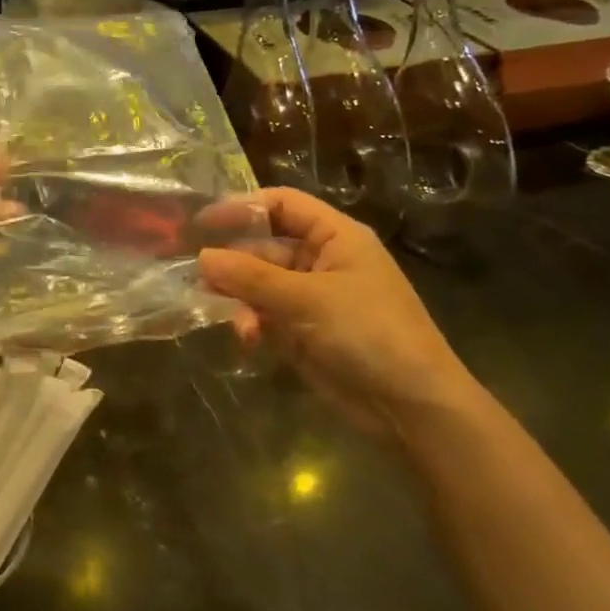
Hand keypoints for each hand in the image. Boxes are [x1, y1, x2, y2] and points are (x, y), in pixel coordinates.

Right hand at [198, 188, 482, 438]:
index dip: (243, 208)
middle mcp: (320, 261)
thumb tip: (202, 257)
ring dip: (240, 299)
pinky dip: (251, 323)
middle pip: (263, 247)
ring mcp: (309, 298)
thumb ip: (251, 276)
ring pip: (257, 285)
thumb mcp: (308, 299)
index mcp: (335, 237)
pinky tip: (248, 339)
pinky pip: (263, 315)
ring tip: (233, 319)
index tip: (202, 221)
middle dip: (234, 264)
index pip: (283, 205)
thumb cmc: (368, 333)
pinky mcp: (300, 331)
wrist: (410, 405)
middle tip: (200, 279)